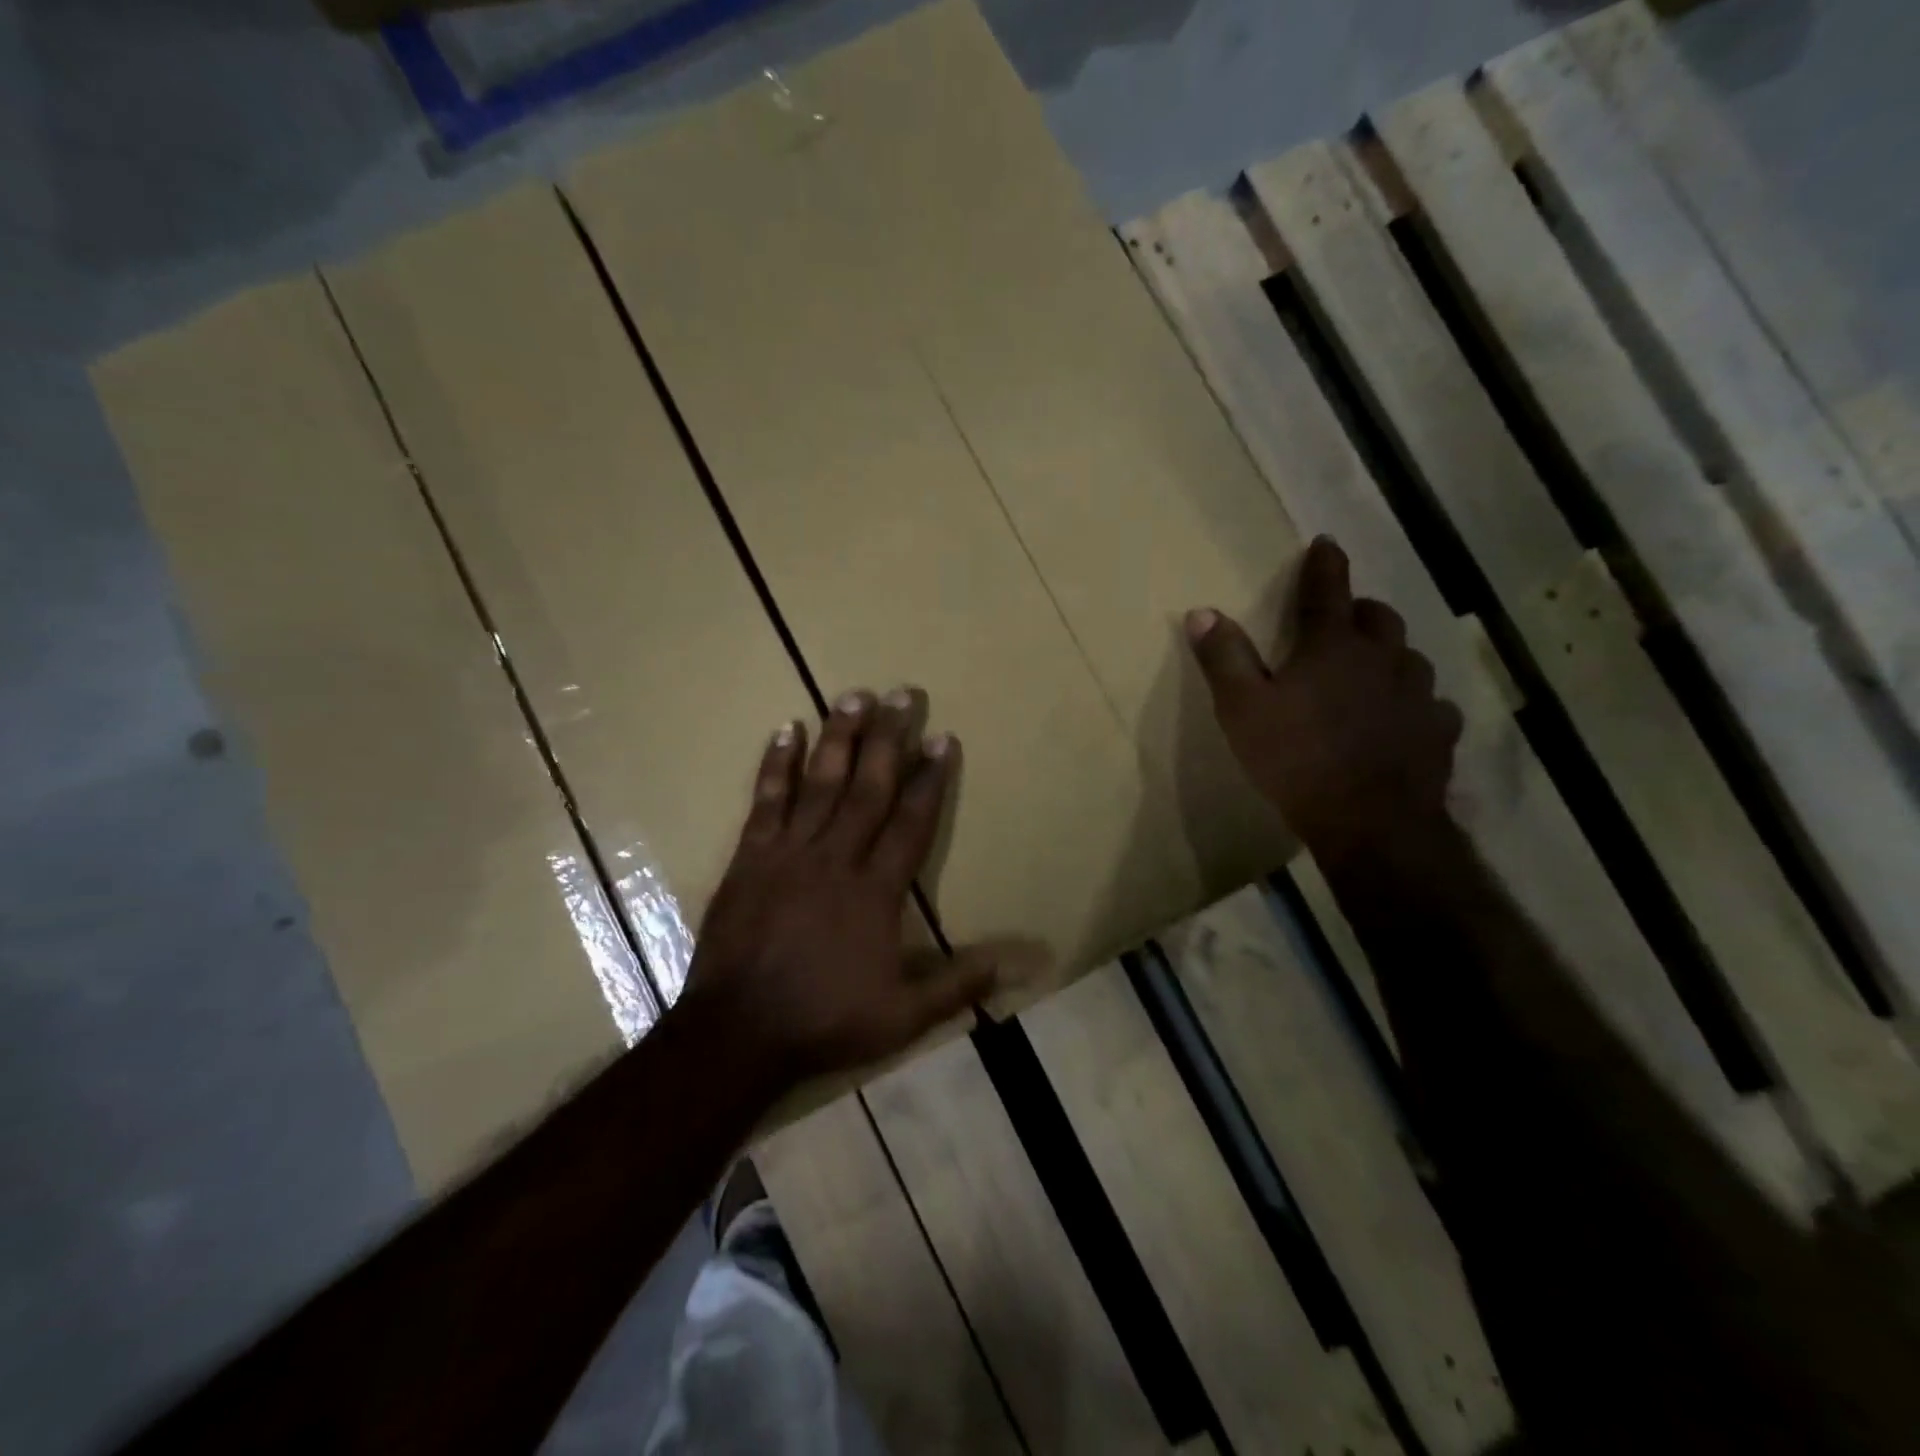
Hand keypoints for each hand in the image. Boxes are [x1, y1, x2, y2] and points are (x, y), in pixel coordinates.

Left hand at [679, 688, 994, 1096]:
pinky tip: (785, 729)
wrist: (738, 1033)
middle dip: (889, 739)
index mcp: (876, 890)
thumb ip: (959, 984)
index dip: (931, 779)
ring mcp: (790, 853)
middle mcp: (836, 858)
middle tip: (903, 693)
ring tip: (854, 695)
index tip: (943, 738)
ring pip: (820, 783)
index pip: (912, 822)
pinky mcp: (751, 856)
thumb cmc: (825, 1021)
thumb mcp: (904, 1016)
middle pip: (869, 787)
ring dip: (839, 737)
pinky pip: (767, 800)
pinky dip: (776, 764)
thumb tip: (1018, 964)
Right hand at [1186, 536, 1463, 868]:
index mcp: (1332, 647)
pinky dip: (1412, 702)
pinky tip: (1401, 720)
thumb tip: (1201, 611)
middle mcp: (1383, 659)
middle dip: (1358, 611)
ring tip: (1370, 671)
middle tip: (1341, 621)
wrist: (1369, 823)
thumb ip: (1224, 658)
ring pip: (1408, 658)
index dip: (1323, 564)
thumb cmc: (1296, 759)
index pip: (1327, 590)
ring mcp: (1418, 695)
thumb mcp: (1242, 709)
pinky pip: (1429, 704)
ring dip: (1388, 655)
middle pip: (1377, 618)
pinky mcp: (1438, 731)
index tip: (1325, 543)